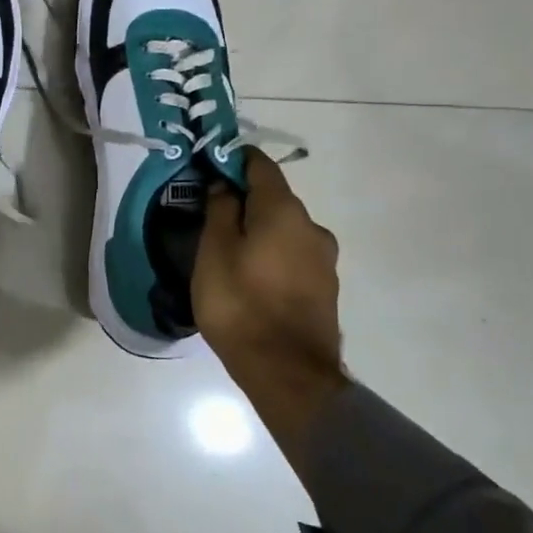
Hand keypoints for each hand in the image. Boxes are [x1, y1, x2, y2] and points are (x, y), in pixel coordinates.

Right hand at [194, 148, 348, 465]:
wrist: (287, 373)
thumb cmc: (240, 304)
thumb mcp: (213, 252)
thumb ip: (220, 210)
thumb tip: (223, 184)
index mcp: (284, 211)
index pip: (259, 165)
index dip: (232, 159)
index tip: (207, 165)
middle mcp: (312, 227)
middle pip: (274, 198)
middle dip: (243, 199)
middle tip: (210, 215)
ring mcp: (324, 259)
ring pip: (284, 229)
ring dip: (258, 230)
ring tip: (227, 251)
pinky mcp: (325, 288)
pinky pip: (292, 255)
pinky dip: (271, 254)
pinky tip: (250, 276)